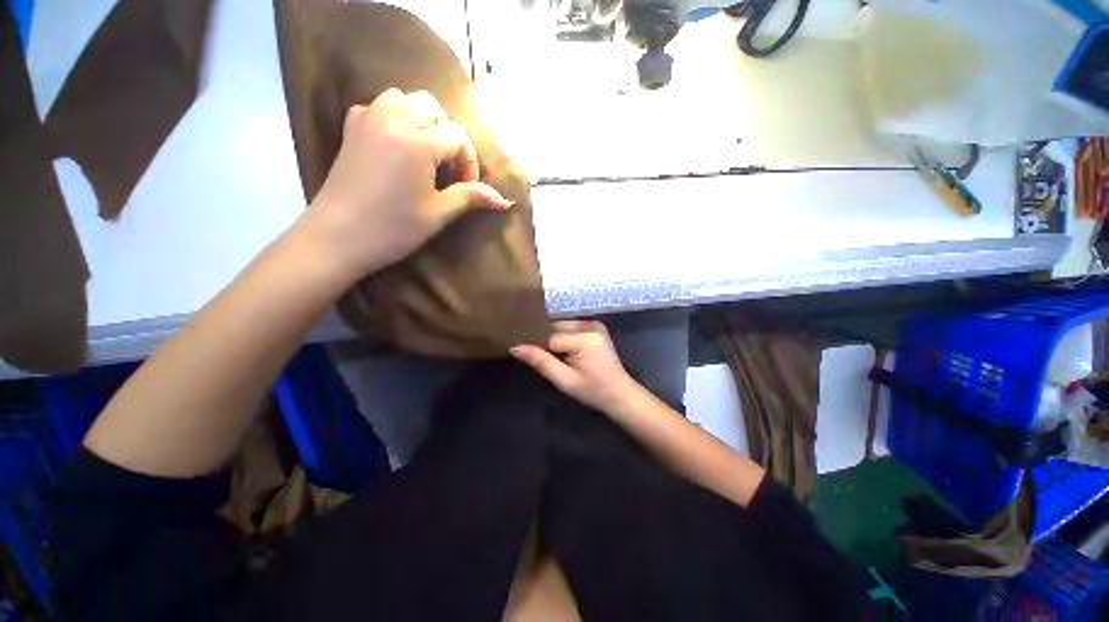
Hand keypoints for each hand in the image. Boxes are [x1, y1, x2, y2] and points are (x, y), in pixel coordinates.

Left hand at [300, 89, 511, 280]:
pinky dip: (394, 119)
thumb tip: (504, 201)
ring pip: (403, 100)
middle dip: (448, 135)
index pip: (457, 138)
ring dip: (421, 121)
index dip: (469, 163)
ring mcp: (367, 120)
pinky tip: (397, 146)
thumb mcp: (438, 214)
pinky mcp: (351, 129)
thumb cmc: (393, 228)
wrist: (337, 237)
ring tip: (426, 153)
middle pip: (432, 108)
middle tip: (448, 169)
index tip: (467, 188)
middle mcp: (392, 119)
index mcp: (417, 142)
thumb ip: (470, 197)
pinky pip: (378, 107)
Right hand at [511, 320, 639, 414]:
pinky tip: (556, 349)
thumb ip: (541, 362)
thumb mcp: (565, 380)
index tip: (518, 349)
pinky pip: (569, 328)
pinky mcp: (594, 327)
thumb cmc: (593, 391)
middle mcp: (589, 325)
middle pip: (554, 327)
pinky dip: (560, 336)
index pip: (549, 336)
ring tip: (540, 350)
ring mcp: (593, 324)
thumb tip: (515, 347)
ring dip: (550, 337)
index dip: (533, 343)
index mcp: (585, 338)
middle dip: (541, 339)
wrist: (620, 393)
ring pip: (560, 326)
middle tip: (527, 351)